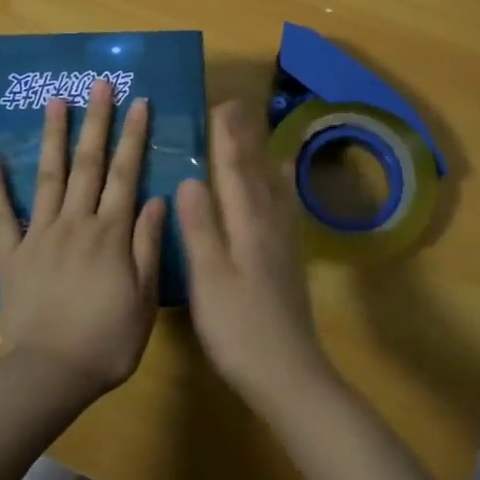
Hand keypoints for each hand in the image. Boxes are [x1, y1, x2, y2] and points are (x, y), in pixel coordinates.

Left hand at [0, 80, 167, 399]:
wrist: (50, 374)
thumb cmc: (107, 341)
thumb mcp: (144, 298)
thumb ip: (147, 244)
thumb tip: (157, 197)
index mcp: (110, 233)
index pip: (125, 174)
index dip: (133, 136)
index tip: (139, 102)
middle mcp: (75, 223)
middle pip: (88, 164)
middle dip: (96, 121)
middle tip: (100, 84)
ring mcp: (39, 235)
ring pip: (49, 177)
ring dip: (54, 137)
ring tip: (56, 100)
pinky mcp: (11, 254)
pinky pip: (1, 215)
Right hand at [176, 99, 333, 409]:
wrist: (288, 374)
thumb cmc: (239, 328)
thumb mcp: (209, 279)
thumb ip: (200, 228)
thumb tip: (189, 179)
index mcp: (247, 225)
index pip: (235, 171)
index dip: (227, 138)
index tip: (221, 105)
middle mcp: (270, 224)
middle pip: (257, 172)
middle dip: (246, 138)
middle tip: (239, 106)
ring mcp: (284, 242)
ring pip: (274, 187)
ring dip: (264, 156)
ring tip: (263, 132)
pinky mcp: (290, 259)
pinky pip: (286, 207)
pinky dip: (283, 186)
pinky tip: (283, 186)